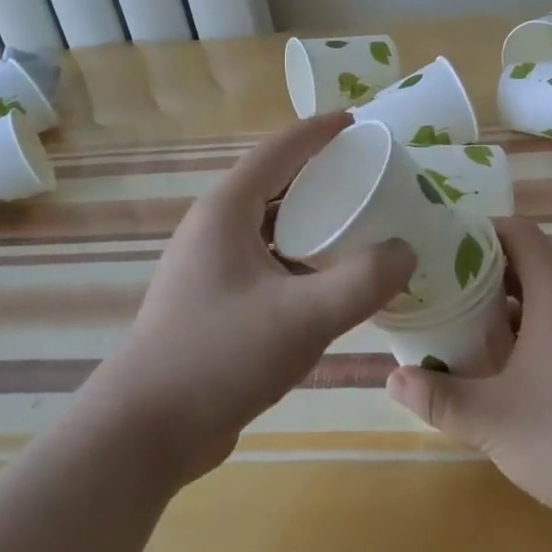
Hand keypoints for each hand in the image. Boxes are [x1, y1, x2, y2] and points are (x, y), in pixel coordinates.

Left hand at [95, 114, 415, 483]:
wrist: (146, 431)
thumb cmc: (220, 357)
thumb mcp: (303, 317)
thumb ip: (363, 281)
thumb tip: (405, 252)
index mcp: (227, 209)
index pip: (280, 149)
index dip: (320, 131)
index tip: (359, 120)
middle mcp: (215, 227)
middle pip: (277, 182)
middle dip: (324, 173)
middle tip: (373, 174)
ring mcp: (211, 265)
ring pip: (273, 224)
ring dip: (314, 218)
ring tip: (362, 221)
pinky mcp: (216, 299)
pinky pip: (269, 259)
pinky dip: (303, 255)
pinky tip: (333, 278)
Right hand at [386, 217, 551, 543]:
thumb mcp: (492, 421)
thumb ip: (439, 397)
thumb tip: (392, 378)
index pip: (521, 234)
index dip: (483, 231)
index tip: (446, 248)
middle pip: (535, 268)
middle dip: (489, 279)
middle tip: (448, 298)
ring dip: (516, 313)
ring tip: (475, 338)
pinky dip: (544, 335)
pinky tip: (523, 377)